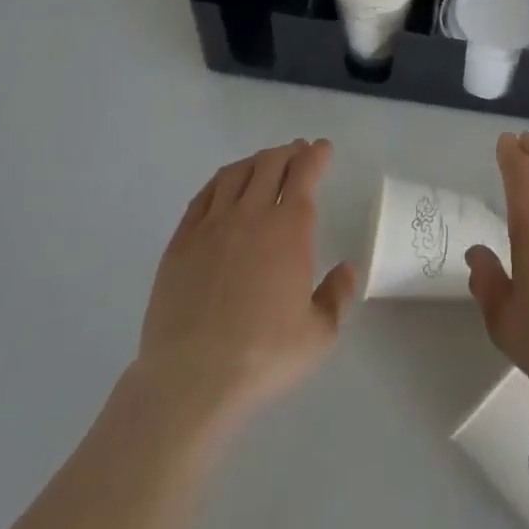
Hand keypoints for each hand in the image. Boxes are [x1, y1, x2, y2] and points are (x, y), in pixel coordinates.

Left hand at [133, 139, 356, 440]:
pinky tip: (224, 186)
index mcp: (289, 228)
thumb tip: (347, 269)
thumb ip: (337, 296)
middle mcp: (251, 214)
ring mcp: (212, 225)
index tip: (322, 148)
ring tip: (263, 163)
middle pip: (270, 163)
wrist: (191, 381)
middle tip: (297, 152)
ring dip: (255, 161)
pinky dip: (220, 182)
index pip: (305, 173)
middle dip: (287, 152)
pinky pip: (203, 196)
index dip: (316, 155)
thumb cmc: (262, 358)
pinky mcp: (181, 242)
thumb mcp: (318, 336)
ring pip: (235, 173)